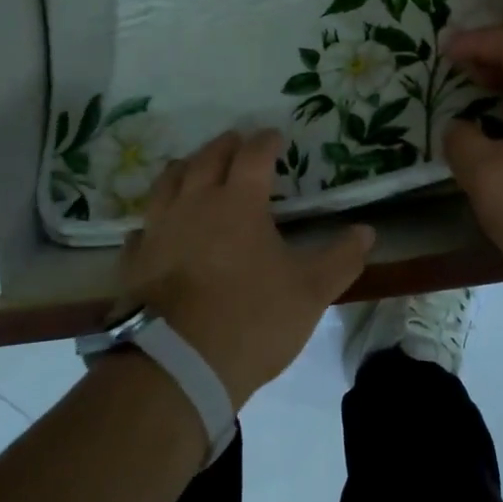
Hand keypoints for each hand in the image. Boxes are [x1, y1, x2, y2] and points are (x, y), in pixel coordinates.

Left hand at [120, 129, 373, 409]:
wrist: (176, 365)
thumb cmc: (251, 320)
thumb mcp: (310, 292)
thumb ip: (341, 259)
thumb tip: (367, 231)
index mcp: (238, 202)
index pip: (253, 155)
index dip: (266, 141)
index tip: (275, 136)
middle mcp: (195, 203)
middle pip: (207, 158)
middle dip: (225, 145)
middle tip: (236, 141)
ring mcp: (159, 229)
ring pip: (168, 182)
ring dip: (185, 167)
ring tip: (194, 166)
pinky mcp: (135, 260)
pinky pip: (142, 228)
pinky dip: (153, 220)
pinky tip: (156, 228)